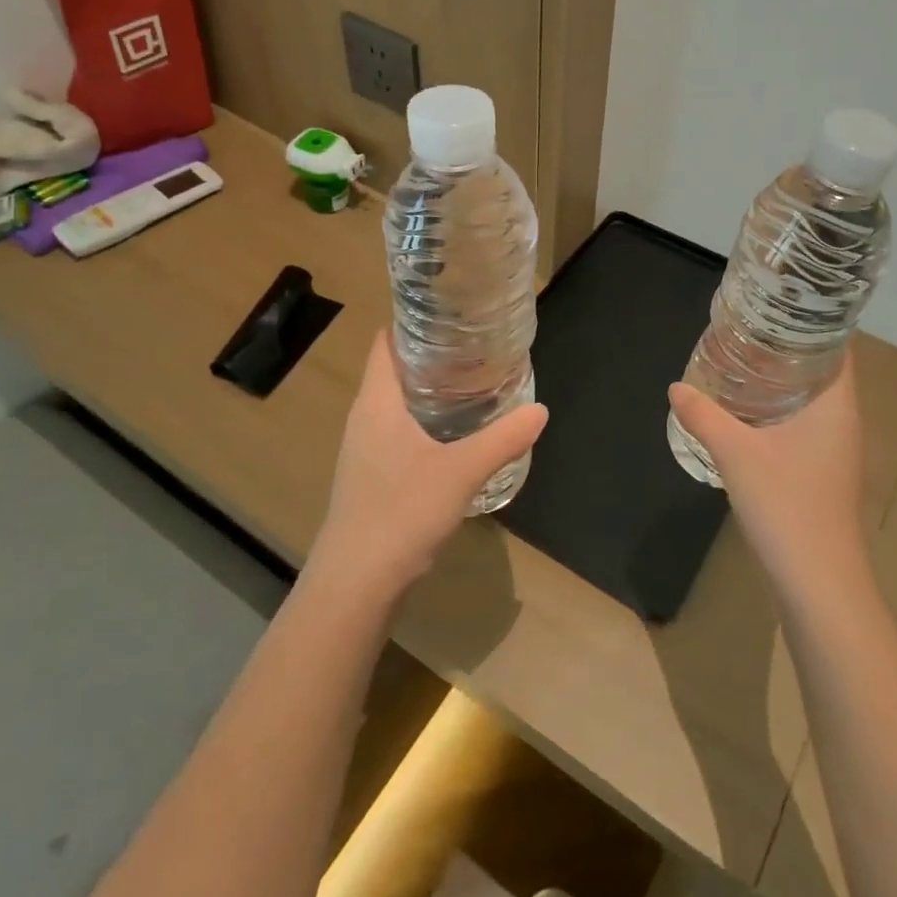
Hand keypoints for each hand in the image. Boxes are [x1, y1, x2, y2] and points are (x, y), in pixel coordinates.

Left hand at [303, 332, 547, 607]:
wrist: (355, 585)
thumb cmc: (399, 513)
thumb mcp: (460, 472)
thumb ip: (502, 439)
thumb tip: (540, 409)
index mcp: (376, 403)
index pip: (384, 344)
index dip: (409, 322)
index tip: (449, 311)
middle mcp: (364, 419)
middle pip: (393, 371)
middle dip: (430, 355)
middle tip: (475, 346)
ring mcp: (365, 451)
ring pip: (396, 405)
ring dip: (429, 391)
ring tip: (473, 383)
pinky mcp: (372, 478)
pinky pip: (399, 433)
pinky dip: (425, 423)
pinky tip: (455, 435)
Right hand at [668, 347, 868, 603]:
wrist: (818, 584)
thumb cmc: (787, 507)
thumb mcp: (736, 454)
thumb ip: (704, 416)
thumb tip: (676, 387)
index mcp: (836, 406)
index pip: (837, 347)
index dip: (813, 323)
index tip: (778, 307)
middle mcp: (842, 422)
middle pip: (822, 370)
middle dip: (788, 349)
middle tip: (748, 330)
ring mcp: (835, 450)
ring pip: (812, 400)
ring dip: (782, 381)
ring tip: (742, 362)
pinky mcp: (822, 473)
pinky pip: (804, 425)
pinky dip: (780, 410)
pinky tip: (747, 413)